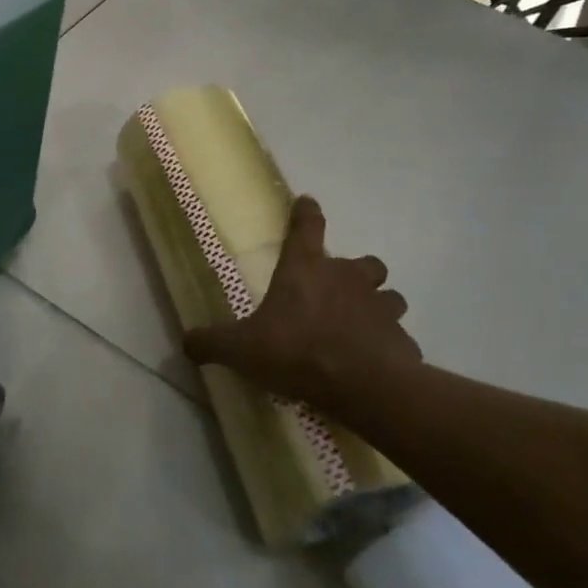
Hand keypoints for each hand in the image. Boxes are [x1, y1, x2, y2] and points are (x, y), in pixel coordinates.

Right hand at [184, 196, 419, 413]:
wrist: (360, 385)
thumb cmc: (296, 351)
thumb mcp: (241, 348)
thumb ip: (212, 342)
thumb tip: (185, 342)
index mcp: (306, 270)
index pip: (307, 227)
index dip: (306, 213)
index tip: (307, 202)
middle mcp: (348, 280)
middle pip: (365, 263)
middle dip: (358, 272)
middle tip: (343, 291)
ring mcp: (381, 308)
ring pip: (391, 296)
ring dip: (381, 306)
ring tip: (365, 325)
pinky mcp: (402, 340)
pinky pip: (399, 338)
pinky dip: (391, 346)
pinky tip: (378, 363)